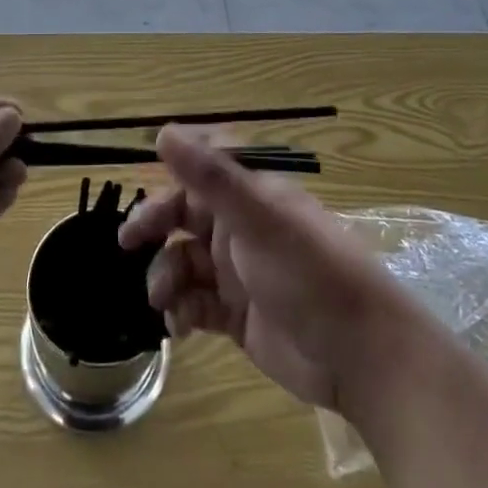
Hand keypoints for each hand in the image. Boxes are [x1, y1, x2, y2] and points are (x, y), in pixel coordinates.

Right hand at [119, 128, 427, 414]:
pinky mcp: (239, 317)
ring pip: (185, 262)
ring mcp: (240, 274)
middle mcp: (242, 229)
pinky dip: (182, 311)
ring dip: (166, 276)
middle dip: (155, 227)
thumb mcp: (258, 217)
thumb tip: (163, 131)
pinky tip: (180, 327)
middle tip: (127, 243)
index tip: (139, 190)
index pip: (199, 175)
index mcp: (251, 196)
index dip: (167, 181)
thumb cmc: (310, 272)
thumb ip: (210, 176)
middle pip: (184, 217)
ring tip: (164, 300)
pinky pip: (196, 304)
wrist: (360, 355)